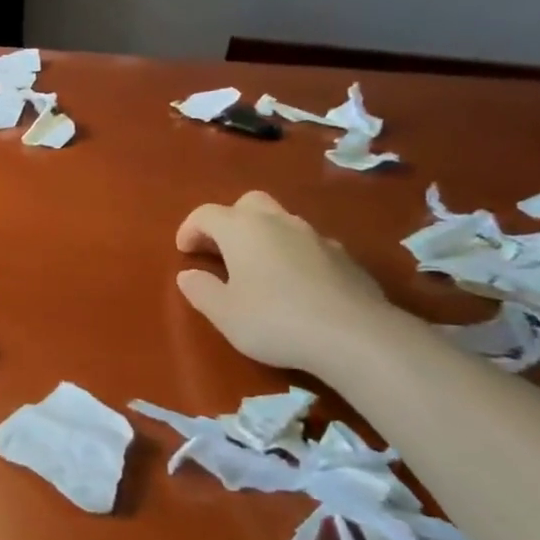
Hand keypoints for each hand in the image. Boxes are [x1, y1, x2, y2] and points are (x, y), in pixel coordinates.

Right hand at [175, 191, 394, 372]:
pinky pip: (308, 245)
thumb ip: (201, 289)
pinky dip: (292, 254)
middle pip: (248, 204)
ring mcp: (316, 237)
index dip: (190, 229)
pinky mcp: (345, 257)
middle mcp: (279, 222)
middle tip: (220, 250)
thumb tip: (189, 274)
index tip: (184, 252)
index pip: (206, 214)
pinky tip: (293, 285)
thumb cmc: (274, 320)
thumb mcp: (223, 313)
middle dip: (229, 221)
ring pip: (282, 222)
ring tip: (256, 269)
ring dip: (262, 237)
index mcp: (243, 229)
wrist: (355, 336)